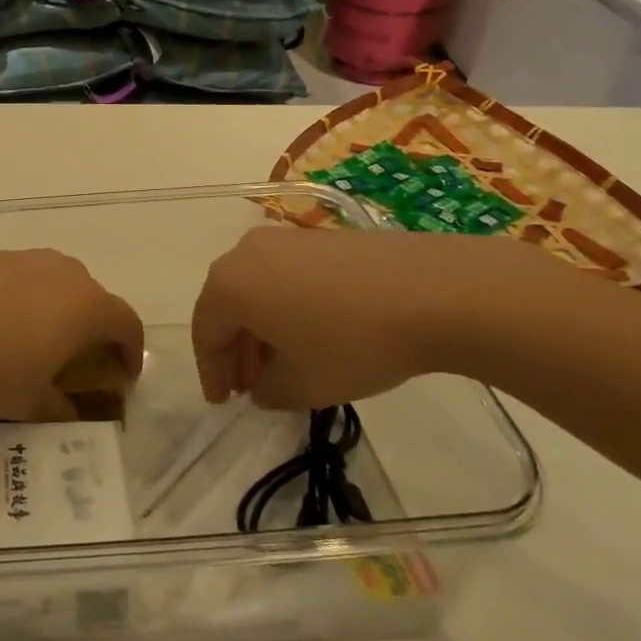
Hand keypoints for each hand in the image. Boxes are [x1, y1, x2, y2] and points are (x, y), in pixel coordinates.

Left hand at [0, 251, 143, 420]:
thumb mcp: (30, 402)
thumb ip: (57, 407)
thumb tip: (65, 411)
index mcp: (87, 306)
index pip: (126, 322)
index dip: (131, 349)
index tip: (125, 373)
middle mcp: (62, 273)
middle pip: (91, 295)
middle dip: (91, 324)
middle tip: (79, 355)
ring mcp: (23, 259)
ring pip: (52, 280)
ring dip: (53, 307)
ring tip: (33, 337)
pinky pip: (17, 277)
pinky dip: (17, 298)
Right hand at [192, 224, 581, 409]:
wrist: (434, 292)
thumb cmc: (352, 342)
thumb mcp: (303, 385)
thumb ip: (268, 391)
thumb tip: (262, 385)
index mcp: (229, 285)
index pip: (205, 332)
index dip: (212, 372)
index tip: (223, 403)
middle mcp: (246, 252)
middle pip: (227, 306)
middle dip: (235, 350)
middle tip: (249, 387)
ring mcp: (285, 240)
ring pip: (257, 289)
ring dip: (261, 329)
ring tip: (283, 364)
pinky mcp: (320, 237)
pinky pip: (286, 276)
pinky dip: (286, 307)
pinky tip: (313, 334)